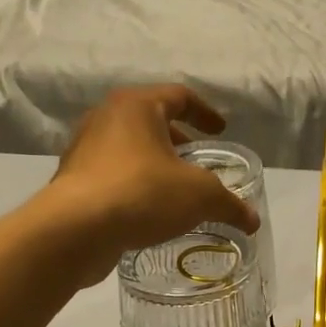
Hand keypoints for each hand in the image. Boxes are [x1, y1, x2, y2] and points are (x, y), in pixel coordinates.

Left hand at [39, 85, 261, 288]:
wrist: (74, 230)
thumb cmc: (142, 193)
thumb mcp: (200, 196)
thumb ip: (229, 204)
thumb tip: (252, 220)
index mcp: (137, 106)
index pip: (179, 96)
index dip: (205, 113)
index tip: (219, 130)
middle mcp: (106, 118)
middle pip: (150, 120)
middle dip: (177, 139)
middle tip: (197, 159)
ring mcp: (84, 149)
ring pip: (129, 148)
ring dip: (154, 163)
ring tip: (175, 188)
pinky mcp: (73, 181)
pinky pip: (112, 175)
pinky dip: (134, 185)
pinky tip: (149, 211)